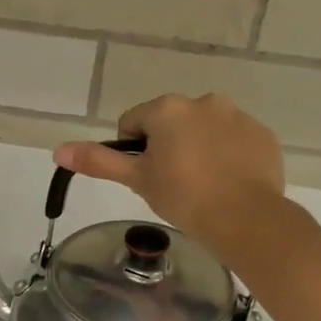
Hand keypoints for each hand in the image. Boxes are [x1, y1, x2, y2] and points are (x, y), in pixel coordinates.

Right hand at [55, 93, 285, 257]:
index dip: (133, 151)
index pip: (133, 123)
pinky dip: (228, 157)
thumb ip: (99, 160)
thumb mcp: (137, 180)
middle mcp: (203, 101)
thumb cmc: (183, 197)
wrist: (245, 219)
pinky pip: (235, 142)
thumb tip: (58, 150)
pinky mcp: (263, 135)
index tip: (145, 177)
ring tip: (202, 186)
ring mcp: (238, 116)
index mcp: (168, 109)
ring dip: (198, 149)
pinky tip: (227, 184)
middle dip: (167, 147)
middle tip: (171, 184)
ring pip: (204, 130)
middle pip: (171, 123)